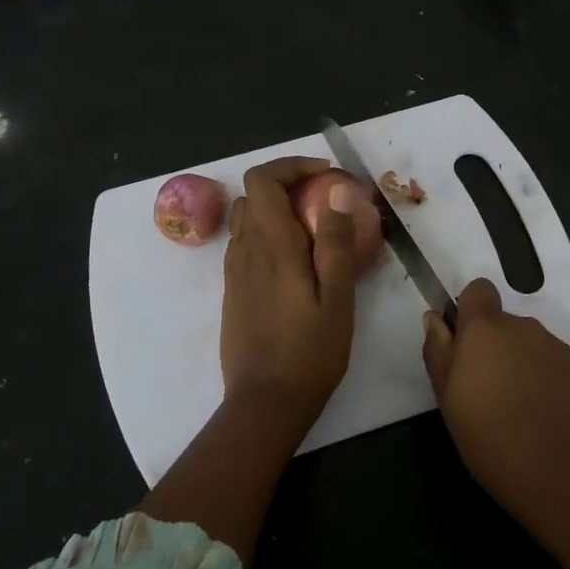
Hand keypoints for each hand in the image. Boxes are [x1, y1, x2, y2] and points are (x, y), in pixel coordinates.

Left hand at [220, 156, 359, 426]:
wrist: (264, 402)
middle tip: (325, 199)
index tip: (325, 175)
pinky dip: (267, 234)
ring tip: (313, 228)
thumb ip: (335, 243)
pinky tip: (295, 261)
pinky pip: (245, 244)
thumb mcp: (337, 299)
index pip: (262, 180)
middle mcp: (245, 250)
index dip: (291, 166)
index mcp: (272, 246)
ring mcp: (234, 271)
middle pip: (253, 194)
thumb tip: (336, 192)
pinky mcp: (232, 291)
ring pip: (247, 219)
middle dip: (287, 184)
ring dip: (276, 209)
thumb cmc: (309, 352)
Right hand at [423, 278, 569, 561]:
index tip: (465, 342)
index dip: (470, 310)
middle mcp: (527, 328)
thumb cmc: (493, 443)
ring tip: (520, 413)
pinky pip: (561, 371)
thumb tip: (435, 319)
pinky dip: (553, 387)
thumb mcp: (448, 403)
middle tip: (488, 392)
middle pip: (506, 324)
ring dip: (524, 367)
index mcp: (486, 330)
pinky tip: (550, 423)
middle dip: (496, 348)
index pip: (479, 289)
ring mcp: (562, 351)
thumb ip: (439, 353)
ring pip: (534, 348)